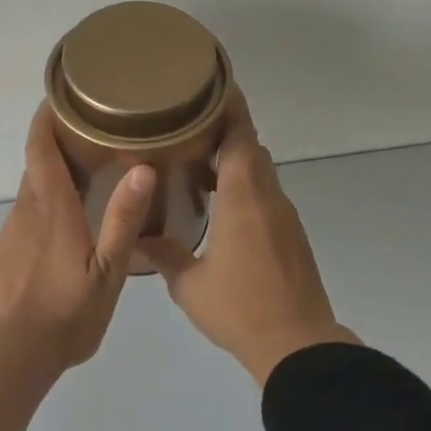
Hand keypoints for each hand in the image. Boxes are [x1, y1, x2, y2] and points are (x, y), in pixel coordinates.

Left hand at [0, 103, 156, 371]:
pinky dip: (45, 203)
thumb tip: (141, 168)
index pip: (41, 148)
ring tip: (88, 172)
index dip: (48, 117)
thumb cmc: (63, 315)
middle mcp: (26, 212)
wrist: (6, 355)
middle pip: (36, 164)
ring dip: (53, 174)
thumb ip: (122, 221)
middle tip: (94, 132)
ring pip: (32, 191)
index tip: (62, 95)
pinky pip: (27, 215)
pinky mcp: (4, 255)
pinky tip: (66, 221)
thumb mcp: (106, 273)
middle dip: (58, 142)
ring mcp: (11, 234)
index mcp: (51, 209)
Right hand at [139, 88, 359, 385]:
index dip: (229, 107)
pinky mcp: (292, 238)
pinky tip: (219, 208)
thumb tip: (133, 239)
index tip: (212, 86)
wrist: (296, 344)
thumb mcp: (189, 284)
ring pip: (260, 174)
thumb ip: (163, 254)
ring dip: (234, 163)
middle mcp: (268, 199)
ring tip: (196, 166)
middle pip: (251, 149)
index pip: (240, 137)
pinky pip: (266, 198)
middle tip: (187, 128)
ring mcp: (285, 218)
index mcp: (243, 199)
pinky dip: (244, 189)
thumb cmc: (239, 308)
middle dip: (225, 133)